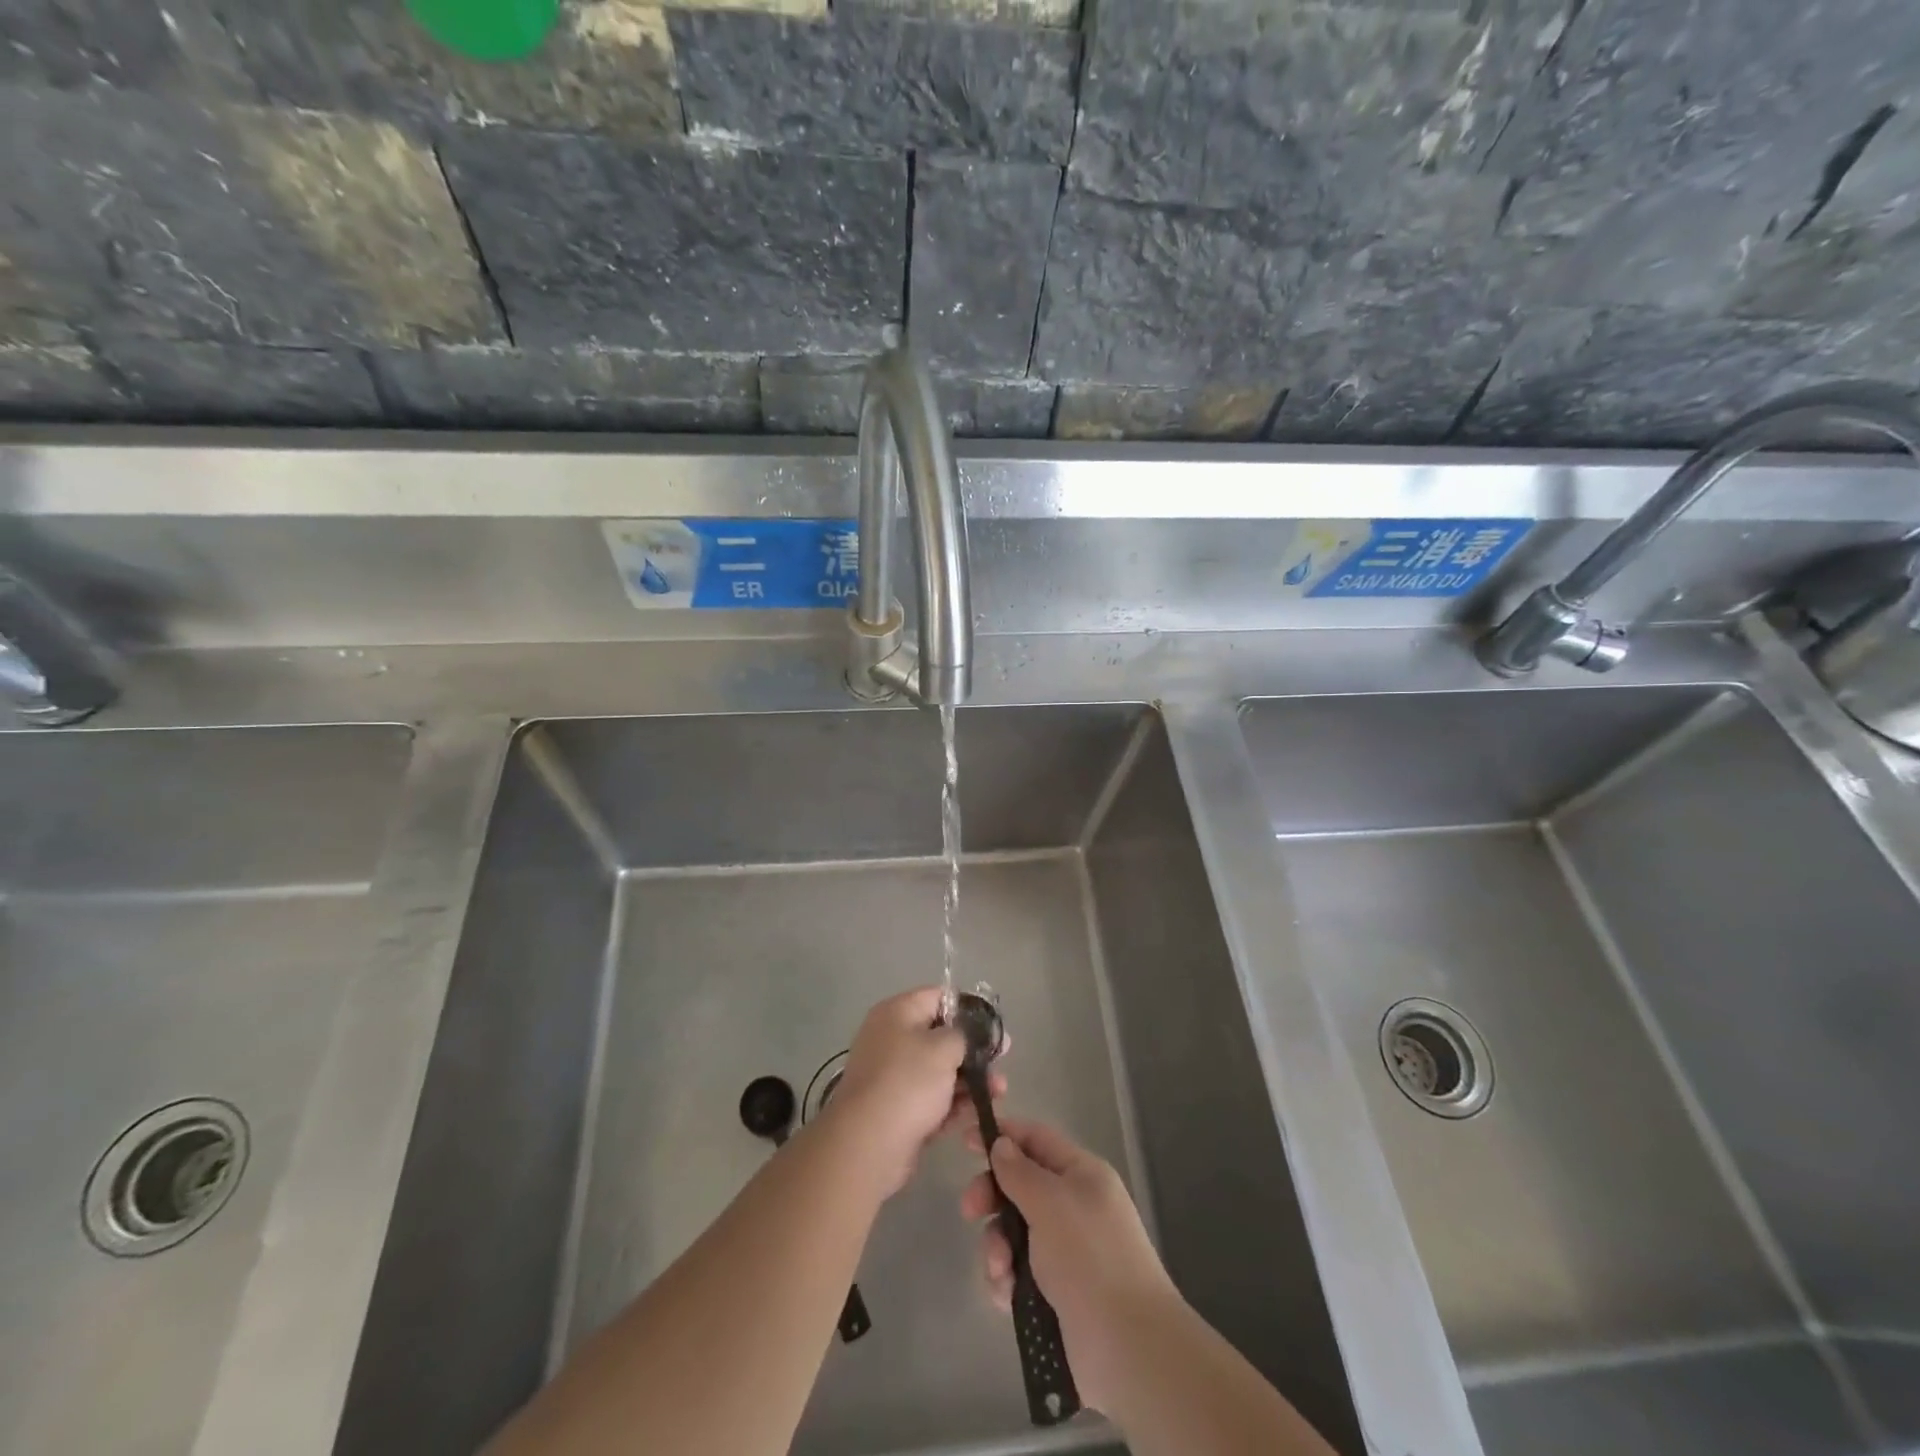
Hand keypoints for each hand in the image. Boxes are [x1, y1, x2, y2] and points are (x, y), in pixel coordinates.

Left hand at [820, 987, 1004, 1199]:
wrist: (868, 1144)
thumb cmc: (908, 1082)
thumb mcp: (944, 1047)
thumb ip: (966, 1034)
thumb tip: (974, 1033)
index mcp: (897, 1012)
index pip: (939, 997)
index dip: (970, 1010)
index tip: (994, 1029)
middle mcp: (892, 1039)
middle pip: (940, 1036)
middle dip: (973, 1051)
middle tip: (1001, 1063)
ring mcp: (892, 1076)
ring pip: (939, 1071)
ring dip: (969, 1080)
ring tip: (999, 1092)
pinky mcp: (897, 1109)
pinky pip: (931, 1099)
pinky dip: (952, 1104)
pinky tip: (978, 1112)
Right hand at [962, 1117, 1177, 1414]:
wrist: (1128, 1347)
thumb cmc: (1090, 1258)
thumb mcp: (1051, 1203)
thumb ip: (1020, 1172)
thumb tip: (1002, 1144)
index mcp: (1082, 1174)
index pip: (1036, 1139)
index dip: (1002, 1135)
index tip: (964, 1141)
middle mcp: (1074, 1206)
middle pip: (1020, 1185)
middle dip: (991, 1196)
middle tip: (969, 1211)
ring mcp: (1065, 1251)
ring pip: (1014, 1232)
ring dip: (997, 1246)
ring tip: (1001, 1270)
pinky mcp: (1056, 1292)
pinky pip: (1018, 1272)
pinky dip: (1007, 1280)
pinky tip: (1007, 1295)